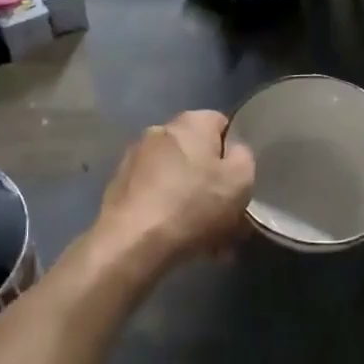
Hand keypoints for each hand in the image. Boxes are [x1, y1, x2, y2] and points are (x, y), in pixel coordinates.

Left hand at [93, 110, 255, 268]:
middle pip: (197, 153)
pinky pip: (156, 195)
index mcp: (191, 122)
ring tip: (205, 237)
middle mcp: (160, 130)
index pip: (222, 124)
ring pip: (177, 177)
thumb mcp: (240, 180)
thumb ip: (244, 156)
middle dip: (212, 182)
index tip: (239, 182)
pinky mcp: (119, 186)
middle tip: (226, 215)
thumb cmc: (193, 205)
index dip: (234, 152)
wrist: (132, 242)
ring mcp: (135, 158)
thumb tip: (233, 151)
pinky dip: (168, 211)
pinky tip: (178, 238)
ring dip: (191, 200)